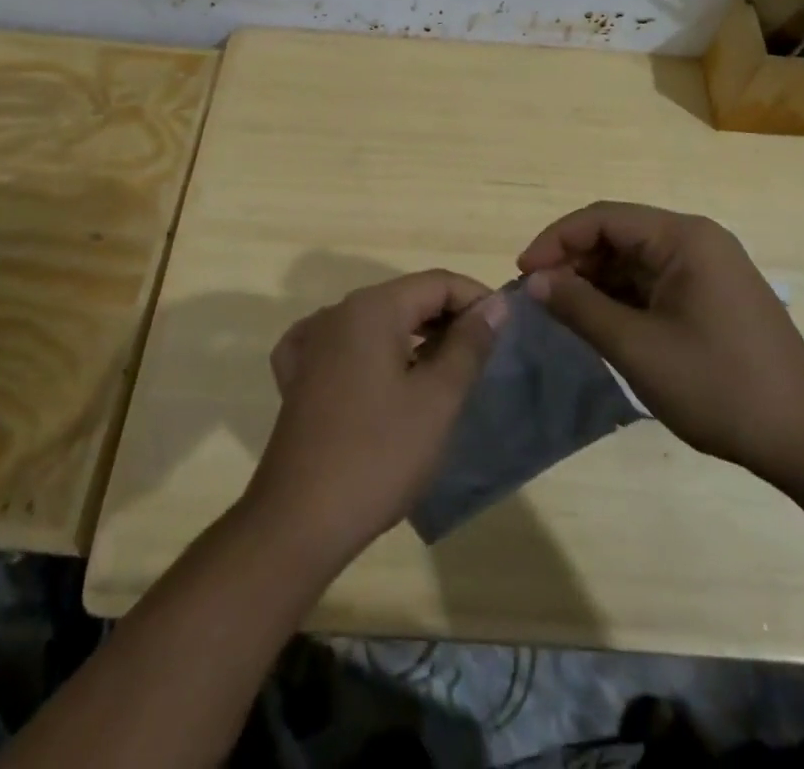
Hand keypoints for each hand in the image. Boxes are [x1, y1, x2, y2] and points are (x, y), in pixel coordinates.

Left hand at [247, 270, 508, 564]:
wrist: (299, 521)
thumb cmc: (379, 455)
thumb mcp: (438, 399)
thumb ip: (469, 344)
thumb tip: (496, 304)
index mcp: (372, 308)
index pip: (437, 282)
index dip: (477, 299)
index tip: (505, 330)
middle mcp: (337, 312)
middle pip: (406, 297)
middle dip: (448, 318)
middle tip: (482, 355)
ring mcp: (311, 342)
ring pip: (376, 321)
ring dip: (414, 336)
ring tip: (445, 370)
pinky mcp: (298, 375)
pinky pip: (344, 345)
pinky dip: (372, 353)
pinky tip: (381, 375)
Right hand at [519, 202, 803, 484]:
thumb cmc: (720, 386)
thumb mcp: (638, 348)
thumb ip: (580, 307)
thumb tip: (535, 281)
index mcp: (683, 237)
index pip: (602, 218)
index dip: (556, 240)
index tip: (523, 275)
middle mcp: (696, 240)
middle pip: (618, 235)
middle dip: (573, 261)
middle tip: (538, 298)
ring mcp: (708, 268)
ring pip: (633, 260)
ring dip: (595, 282)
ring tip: (562, 313)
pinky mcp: (712, 296)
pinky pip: (653, 282)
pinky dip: (621, 298)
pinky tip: (600, 324)